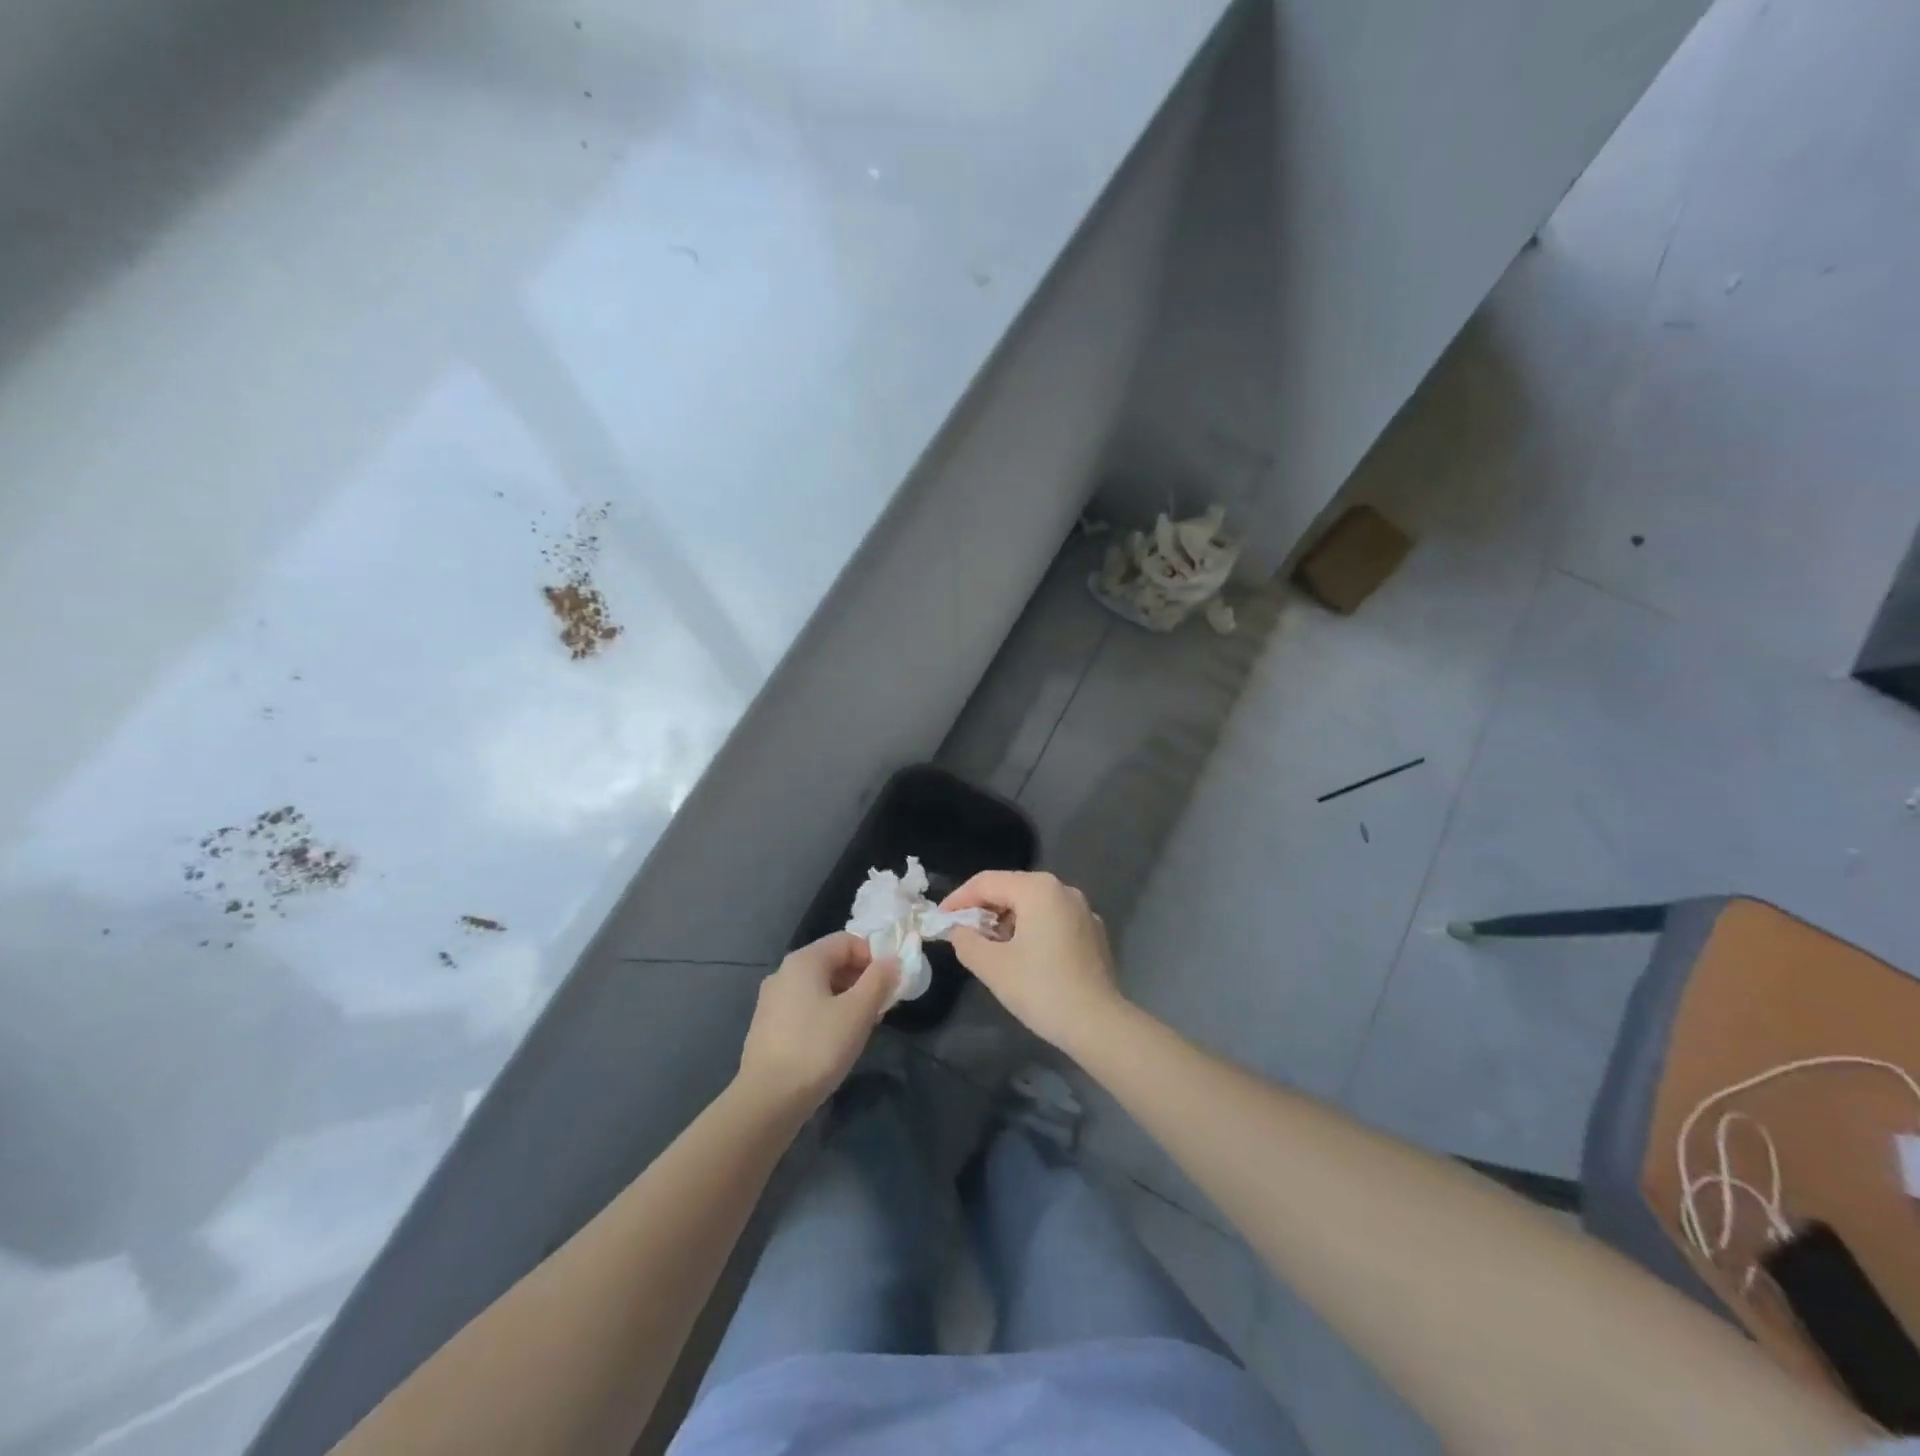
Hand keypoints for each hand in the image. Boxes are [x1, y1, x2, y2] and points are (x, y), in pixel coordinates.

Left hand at [736, 933, 897, 1114]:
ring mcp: (772, 1000)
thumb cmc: (818, 1047)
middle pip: (832, 962)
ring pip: (820, 987)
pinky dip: (827, 1014)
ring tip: (863, 1026)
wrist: (767, 1101)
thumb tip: (891, 960)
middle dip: (862, 979)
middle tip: (881, 1006)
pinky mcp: (768, 1026)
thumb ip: (879, 980)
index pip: (847, 941)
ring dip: (847, 998)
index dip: (874, 957)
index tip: (890, 984)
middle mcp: (784, 972)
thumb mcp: (858, 1011)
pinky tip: (836, 1041)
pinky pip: (805, 1007)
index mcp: (804, 960)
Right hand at [940, 871, 1123, 1053]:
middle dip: (983, 909)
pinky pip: (1053, 920)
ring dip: (1007, 921)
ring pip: (1033, 905)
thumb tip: (959, 930)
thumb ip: (966, 941)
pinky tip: (1024, 957)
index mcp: (1038, 889)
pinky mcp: (1093, 932)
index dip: (958, 899)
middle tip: (961, 934)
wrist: (1098, 1024)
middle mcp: (1063, 890)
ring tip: (990, 947)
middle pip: (1011, 889)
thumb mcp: (992, 966)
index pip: (986, 882)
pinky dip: (1032, 930)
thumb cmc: (1040, 989)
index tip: (940, 920)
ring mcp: (1083, 910)